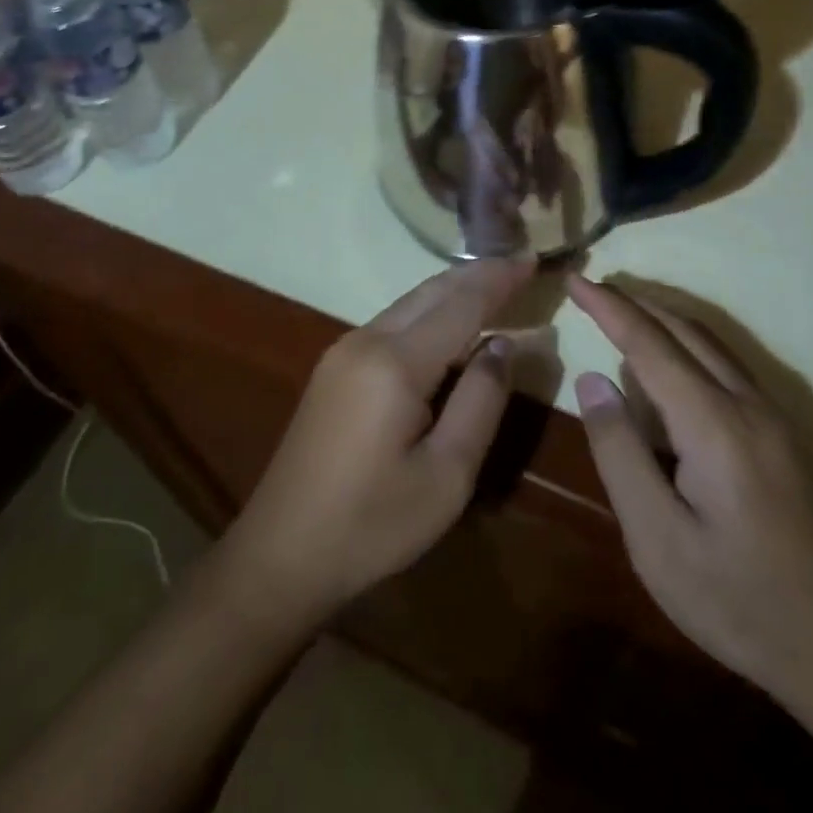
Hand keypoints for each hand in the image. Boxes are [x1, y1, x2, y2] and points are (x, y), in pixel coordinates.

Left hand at [212, 259, 533, 625]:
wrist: (280, 553)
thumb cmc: (372, 524)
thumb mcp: (446, 475)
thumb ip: (480, 401)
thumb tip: (502, 345)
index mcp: (395, 363)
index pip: (460, 304)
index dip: (498, 280)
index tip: (532, 259)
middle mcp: (366, 340)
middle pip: (431, 292)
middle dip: (477, 275)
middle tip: (519, 265)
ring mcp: (343, 350)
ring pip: (409, 303)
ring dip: (452, 291)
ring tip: (493, 285)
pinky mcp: (334, 367)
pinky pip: (392, 322)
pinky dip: (429, 312)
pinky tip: (448, 322)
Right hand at [569, 275, 812, 704]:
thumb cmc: (741, 603)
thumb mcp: (658, 541)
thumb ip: (620, 454)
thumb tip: (592, 380)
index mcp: (714, 423)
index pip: (649, 343)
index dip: (607, 307)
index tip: (574, 278)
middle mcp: (748, 404)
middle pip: (684, 330)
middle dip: (633, 303)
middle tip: (589, 290)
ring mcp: (774, 417)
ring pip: (710, 343)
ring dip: (662, 319)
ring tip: (620, 313)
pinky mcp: (785, 436)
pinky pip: (726, 365)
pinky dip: (687, 343)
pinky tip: (671, 362)